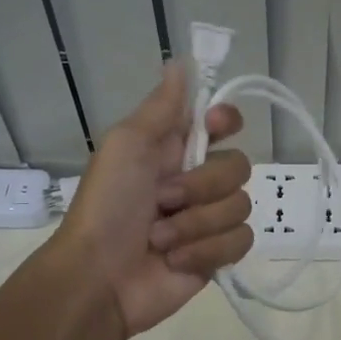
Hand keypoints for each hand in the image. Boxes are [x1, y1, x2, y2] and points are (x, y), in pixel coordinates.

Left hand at [55, 62, 252, 338]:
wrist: (99, 278)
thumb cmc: (107, 205)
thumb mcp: (127, 145)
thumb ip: (161, 107)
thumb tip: (181, 61)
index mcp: (174, 149)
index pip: (221, 123)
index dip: (225, 120)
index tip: (213, 126)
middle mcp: (196, 180)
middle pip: (239, 166)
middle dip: (201, 186)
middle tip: (163, 199)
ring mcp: (208, 220)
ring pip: (241, 206)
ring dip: (196, 224)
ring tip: (160, 238)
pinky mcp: (217, 256)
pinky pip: (240, 242)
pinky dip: (206, 251)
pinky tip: (176, 260)